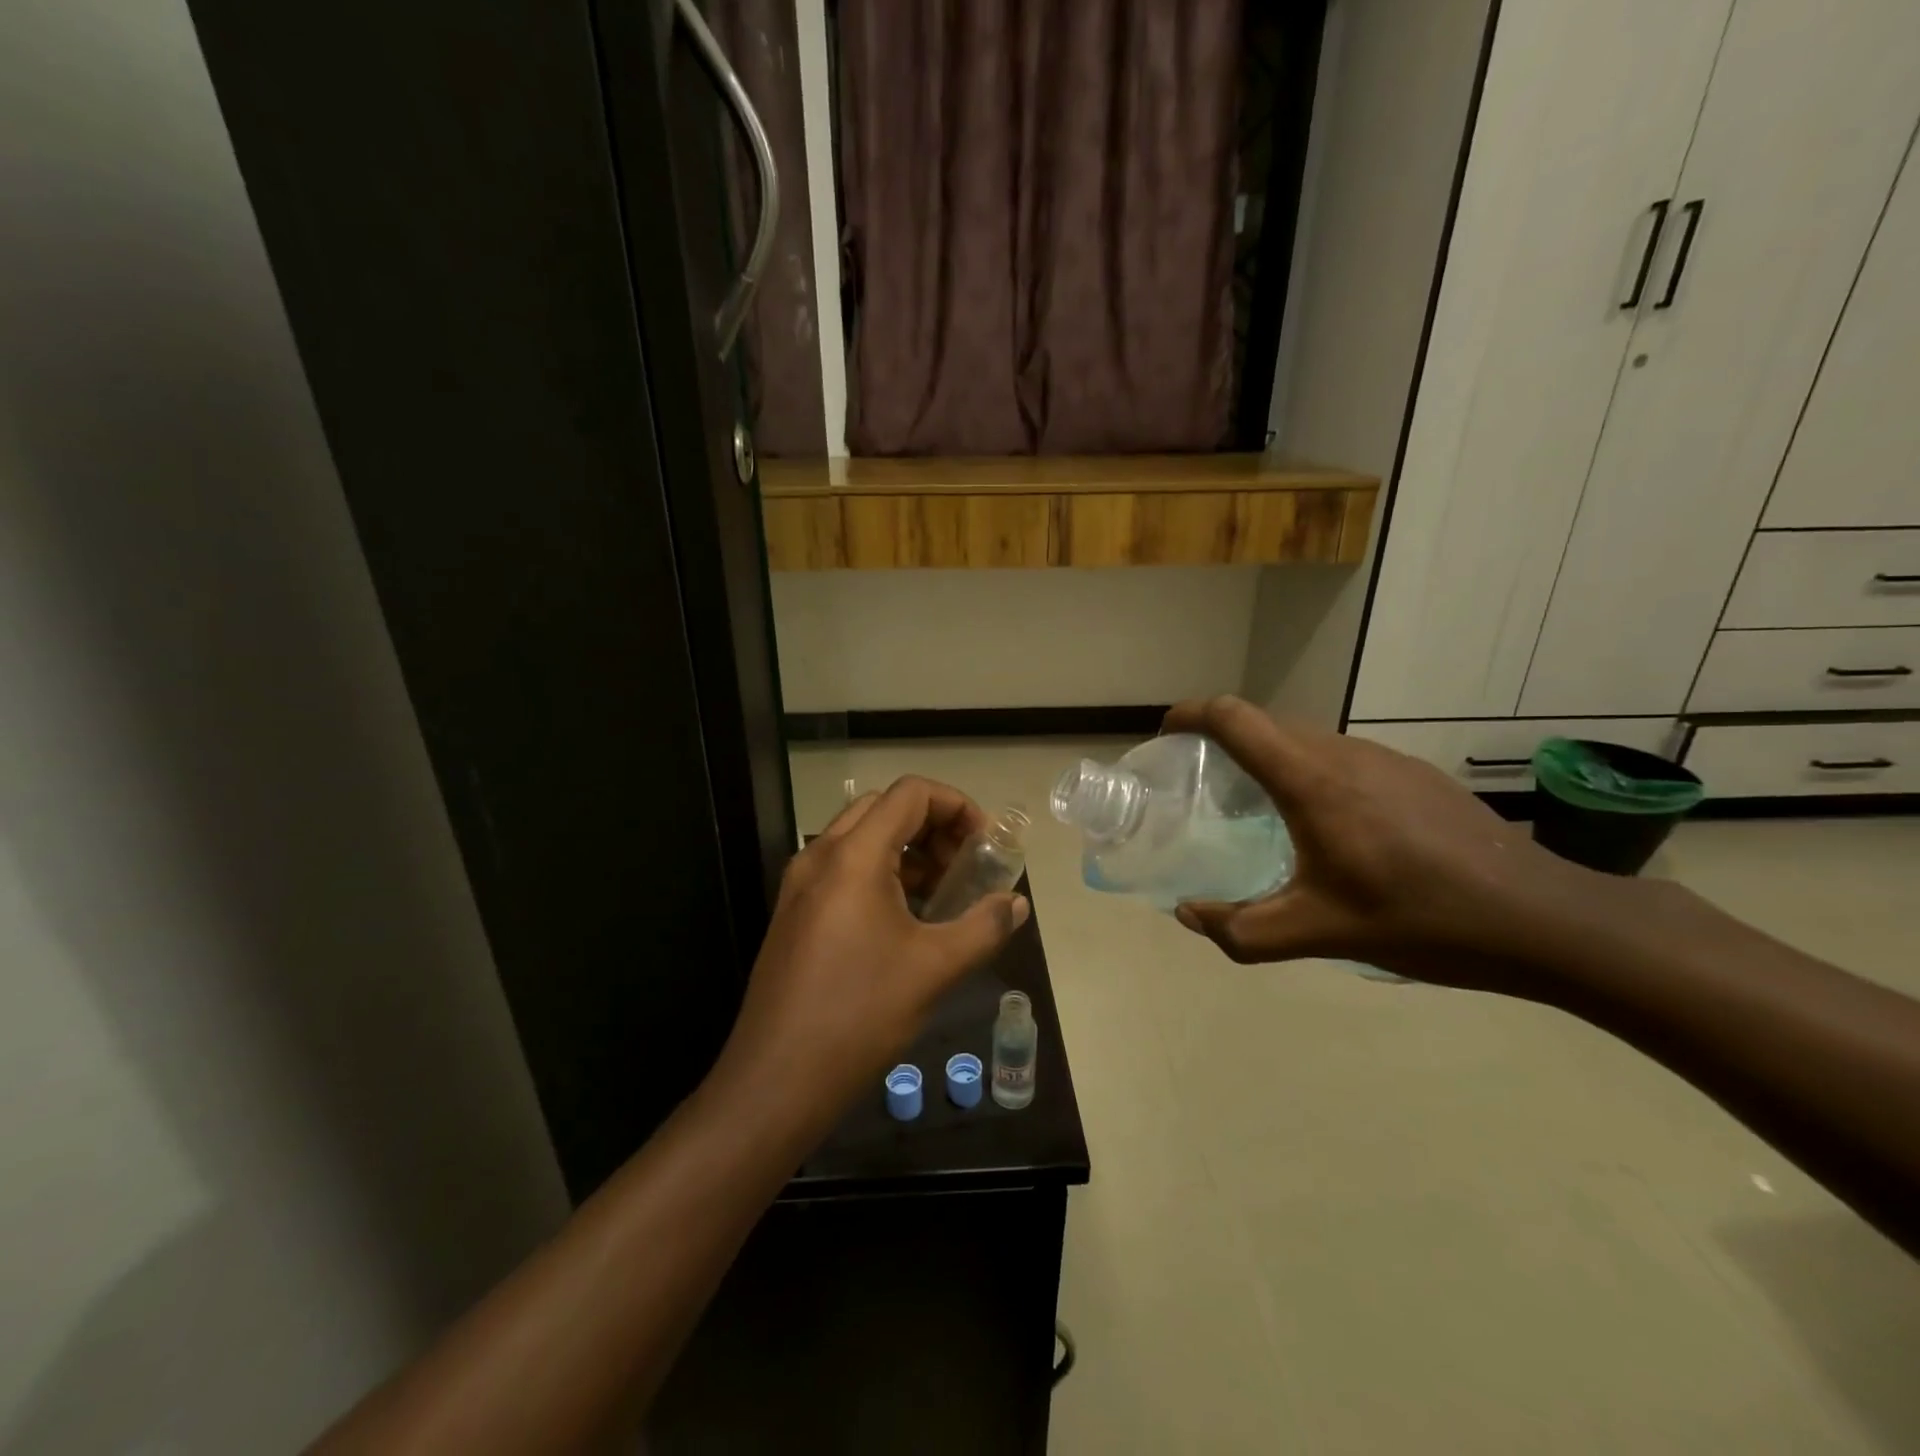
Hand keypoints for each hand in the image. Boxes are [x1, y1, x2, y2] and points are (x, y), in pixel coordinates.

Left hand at [716, 776, 1029, 1123]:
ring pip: (861, 839)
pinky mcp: (794, 913)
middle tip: (964, 867)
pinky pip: (843, 870)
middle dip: (933, 827)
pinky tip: (905, 921)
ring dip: (907, 851)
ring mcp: (800, 885)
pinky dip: (881, 874)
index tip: (984, 844)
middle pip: (884, 808)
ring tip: (942, 895)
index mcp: (853, 855)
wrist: (776, 1080)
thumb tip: (1017, 904)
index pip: (911, 793)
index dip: (957, 806)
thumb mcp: (935, 968)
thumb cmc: (860, 1013)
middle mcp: (820, 855)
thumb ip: (984, 926)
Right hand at [1165, 697, 1593, 991]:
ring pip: (1305, 740)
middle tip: (1202, 785)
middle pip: (1265, 724)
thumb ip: (1241, 929)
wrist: (1541, 917)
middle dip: (1222, 742)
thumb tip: (1188, 915)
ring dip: (1269, 759)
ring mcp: (1385, 758)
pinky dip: (1309, 773)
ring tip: (1258, 808)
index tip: (1167, 733)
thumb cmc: (1419, 919)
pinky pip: (1341, 757)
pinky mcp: (1414, 773)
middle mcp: (1343, 753)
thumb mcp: (1318, 933)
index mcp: (1311, 780)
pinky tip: (1328, 826)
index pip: (1235, 717)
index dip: (1192, 714)